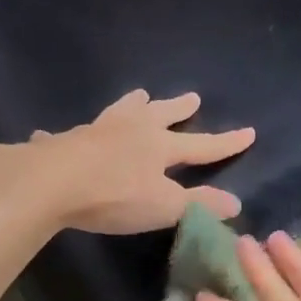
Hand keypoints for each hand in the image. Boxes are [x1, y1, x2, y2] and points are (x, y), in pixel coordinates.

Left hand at [10, 90, 254, 234]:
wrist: (52, 183)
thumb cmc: (115, 195)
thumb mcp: (165, 206)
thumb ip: (200, 204)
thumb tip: (236, 203)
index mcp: (159, 146)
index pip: (202, 145)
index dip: (226, 142)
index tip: (249, 131)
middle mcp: (131, 130)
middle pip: (161, 115)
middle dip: (179, 108)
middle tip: (193, 98)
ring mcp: (97, 131)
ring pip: (120, 111)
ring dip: (132, 105)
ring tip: (138, 95)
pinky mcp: (65, 141)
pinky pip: (71, 135)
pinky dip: (72, 135)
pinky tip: (52, 135)